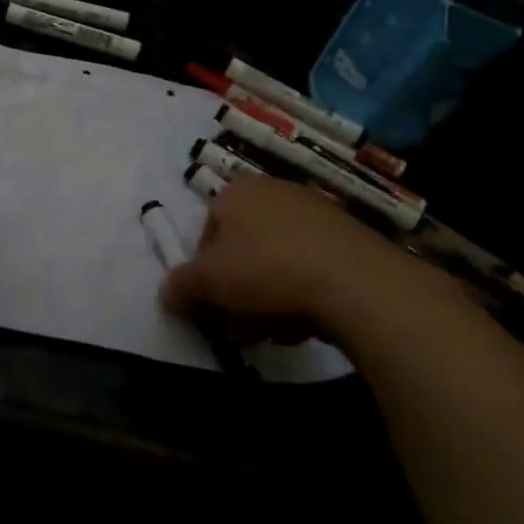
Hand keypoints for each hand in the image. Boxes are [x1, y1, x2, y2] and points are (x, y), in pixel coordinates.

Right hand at [161, 176, 470, 349]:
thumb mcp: (207, 282)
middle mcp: (275, 192)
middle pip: (243, 250)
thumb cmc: (266, 269)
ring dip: (268, 300)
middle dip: (238, 292)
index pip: (207, 231)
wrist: (355, 281)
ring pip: (277, 263)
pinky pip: (311, 268)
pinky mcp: (349, 238)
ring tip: (275, 330)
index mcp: (237, 192)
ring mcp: (316, 214)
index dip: (205, 271)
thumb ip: (180, 286)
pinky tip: (307, 322)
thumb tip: (168, 295)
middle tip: (240, 326)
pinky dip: (304, 294)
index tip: (212, 303)